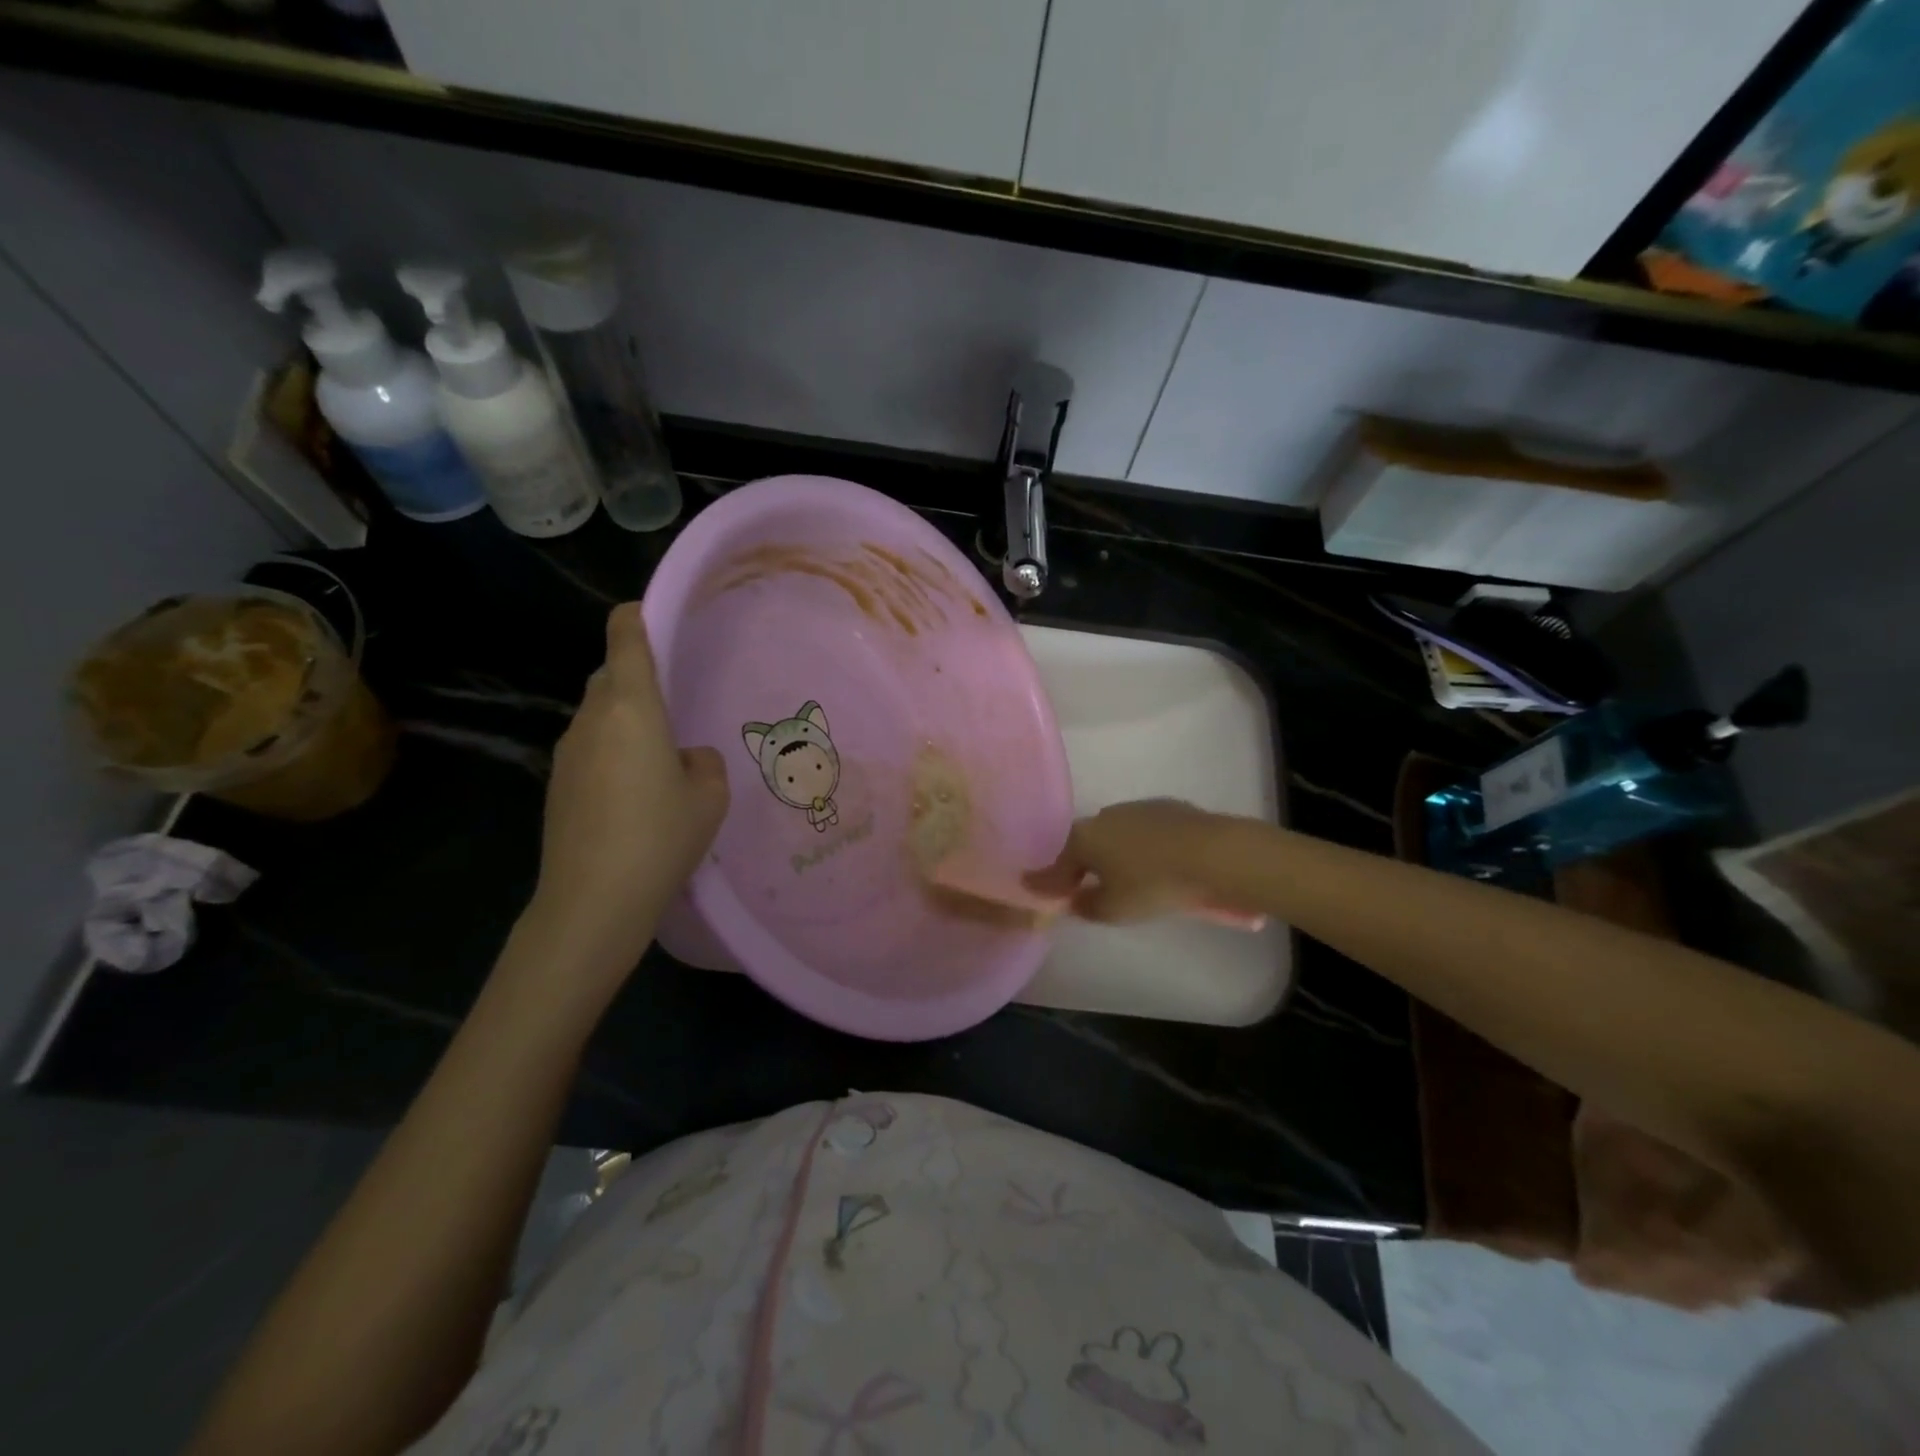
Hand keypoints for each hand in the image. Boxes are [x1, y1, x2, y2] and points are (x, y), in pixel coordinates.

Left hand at [526, 605, 728, 970]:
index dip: (637, 616)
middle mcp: (592, 719)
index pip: (625, 638)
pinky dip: (613, 751)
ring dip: (627, 719)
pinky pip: (590, 748)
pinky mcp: (557, 784)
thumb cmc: (660, 836)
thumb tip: (685, 757)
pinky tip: (636, 793)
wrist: (592, 902)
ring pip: (599, 714)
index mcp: (631, 707)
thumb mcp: (709, 797)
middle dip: (638, 676)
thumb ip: (703, 761)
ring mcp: (567, 752)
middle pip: (610, 675)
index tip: (655, 615)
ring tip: (662, 756)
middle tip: (677, 702)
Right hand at [1024, 799, 1237, 923]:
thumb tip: (1075, 901)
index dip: (1045, 879)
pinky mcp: (1166, 807)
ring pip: (1113, 833)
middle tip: (1078, 883)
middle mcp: (1104, 816)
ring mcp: (1135, 808)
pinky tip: (1152, 860)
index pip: (1057, 863)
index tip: (1030, 885)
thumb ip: (1087, 906)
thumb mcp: (1115, 909)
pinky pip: (1141, 830)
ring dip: (1111, 851)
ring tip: (1119, 873)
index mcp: (1085, 838)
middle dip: (1079, 863)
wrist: (1213, 854)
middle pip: (1084, 843)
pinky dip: (1139, 845)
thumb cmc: (1154, 885)